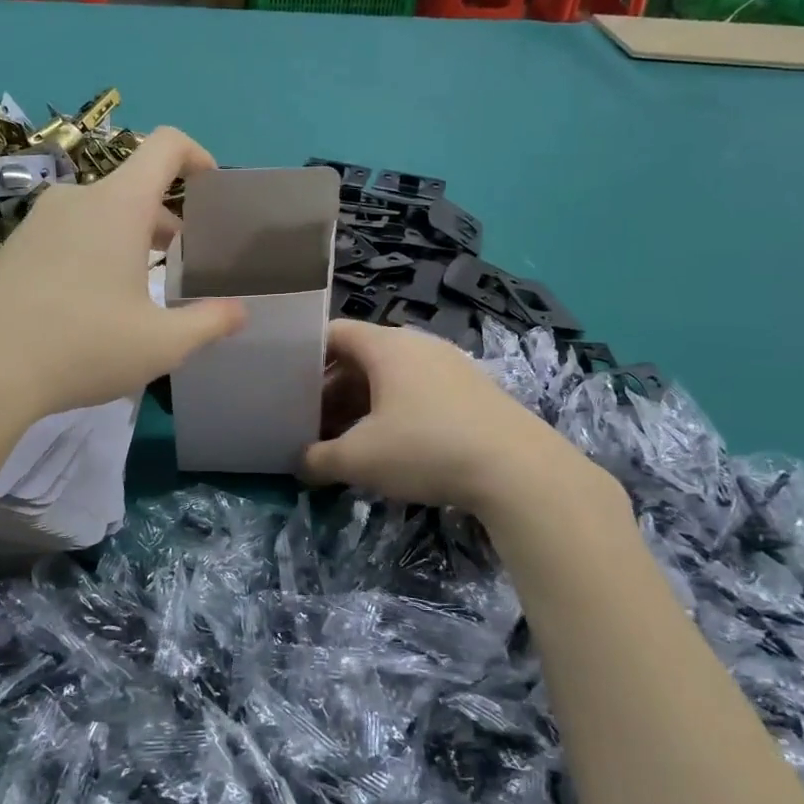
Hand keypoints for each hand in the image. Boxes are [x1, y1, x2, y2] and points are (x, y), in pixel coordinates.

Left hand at [0, 128, 244, 426]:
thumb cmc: (82, 346)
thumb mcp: (161, 344)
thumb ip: (210, 323)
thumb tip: (240, 312)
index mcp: (118, 204)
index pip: (165, 145)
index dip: (197, 156)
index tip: (212, 190)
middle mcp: (77, 198)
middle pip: (134, 185)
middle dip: (167, 216)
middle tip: (183, 261)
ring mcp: (38, 221)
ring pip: (100, 212)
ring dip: (130, 237)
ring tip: (141, 288)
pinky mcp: (12, 247)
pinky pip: (68, 233)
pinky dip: (94, 250)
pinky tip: (90, 305)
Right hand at [305, 320, 619, 519]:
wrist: (518, 470)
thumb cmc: (426, 447)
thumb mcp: (360, 459)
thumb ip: (319, 459)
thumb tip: (299, 464)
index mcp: (386, 346)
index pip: (334, 333)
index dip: (305, 355)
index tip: (285, 384)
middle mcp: (418, 344)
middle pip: (361, 357)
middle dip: (332, 389)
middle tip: (311, 423)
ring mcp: (450, 365)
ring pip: (391, 377)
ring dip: (363, 404)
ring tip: (347, 439)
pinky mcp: (473, 391)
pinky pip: (419, 391)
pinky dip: (395, 411)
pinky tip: (392, 447)